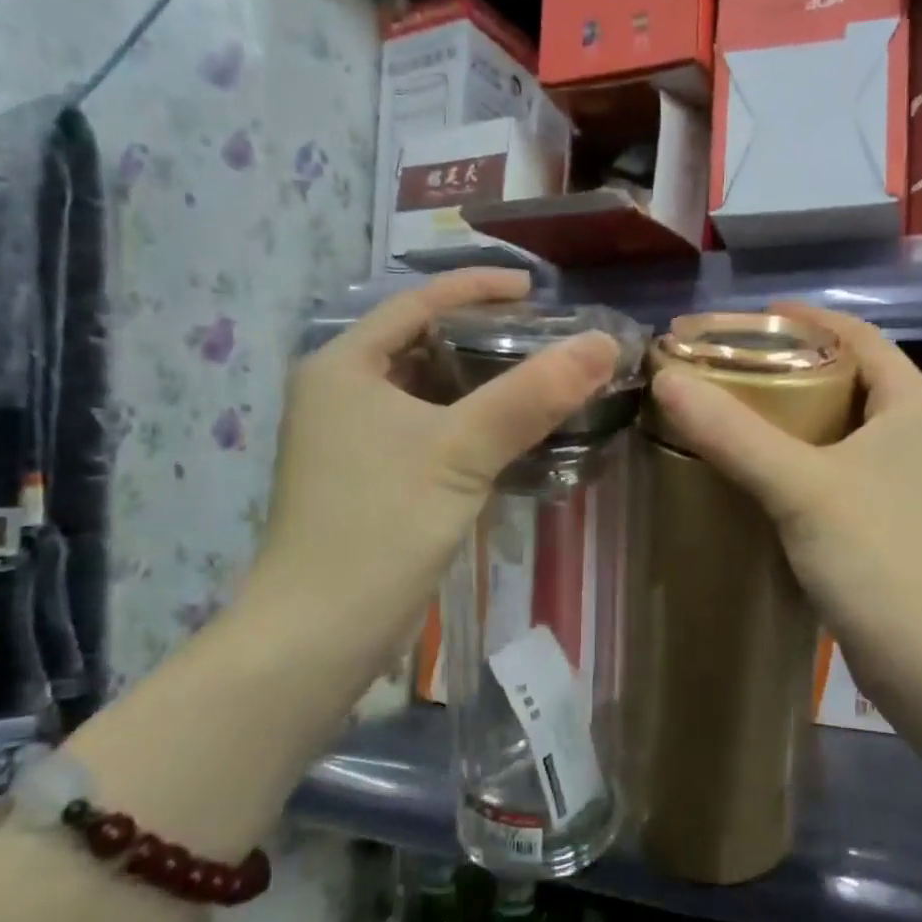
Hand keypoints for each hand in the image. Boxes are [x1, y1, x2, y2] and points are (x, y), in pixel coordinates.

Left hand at [241, 270, 617, 689]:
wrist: (319, 634)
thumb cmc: (379, 526)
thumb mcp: (460, 452)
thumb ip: (531, 396)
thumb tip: (602, 345)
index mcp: (344, 366)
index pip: (417, 302)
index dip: (477, 287)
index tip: (537, 290)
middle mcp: (342, 392)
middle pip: (424, 344)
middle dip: (486, 337)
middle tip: (549, 338)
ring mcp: (353, 440)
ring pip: (430, 393)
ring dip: (483, 385)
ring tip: (543, 380)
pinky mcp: (371, 480)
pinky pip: (430, 432)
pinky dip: (471, 426)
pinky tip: (513, 435)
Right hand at [649, 303, 921, 712]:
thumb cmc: (879, 560)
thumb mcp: (800, 487)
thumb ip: (733, 433)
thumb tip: (666, 379)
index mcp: (915, 406)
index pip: (861, 336)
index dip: (806, 319)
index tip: (747, 320)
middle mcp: (919, 434)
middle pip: (850, 378)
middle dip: (792, 366)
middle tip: (728, 368)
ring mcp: (907, 481)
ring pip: (842, 427)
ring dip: (793, 416)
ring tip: (733, 412)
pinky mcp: (890, 522)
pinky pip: (838, 470)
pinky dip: (800, 460)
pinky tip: (757, 472)